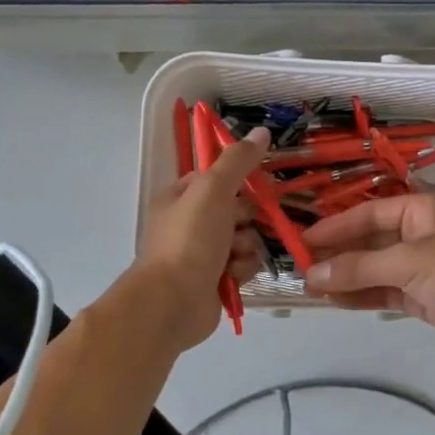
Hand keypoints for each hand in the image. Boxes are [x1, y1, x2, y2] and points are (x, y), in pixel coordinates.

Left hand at [131, 127, 269, 351]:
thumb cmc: (189, 240)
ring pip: (245, 240)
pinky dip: (242, 270)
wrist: (172, 302)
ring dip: (246, 247)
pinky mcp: (215, 281)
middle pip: (237, 211)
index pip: (219, 179)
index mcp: (181, 197)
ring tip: (233, 257)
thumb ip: (238, 161)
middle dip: (246, 220)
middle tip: (238, 227)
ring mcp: (202, 254)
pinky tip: (233, 276)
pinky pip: (243, 266)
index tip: (259, 187)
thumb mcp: (213, 190)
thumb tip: (262, 131)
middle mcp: (190, 224)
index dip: (240, 183)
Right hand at [301, 190, 434, 346]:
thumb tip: (312, 273)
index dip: (335, 226)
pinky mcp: (422, 295)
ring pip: (374, 269)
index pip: (368, 213)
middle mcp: (418, 234)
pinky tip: (334, 300)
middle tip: (301, 266)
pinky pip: (384, 292)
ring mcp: (420, 267)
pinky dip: (361, 296)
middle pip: (369, 241)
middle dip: (338, 254)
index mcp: (419, 209)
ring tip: (310, 287)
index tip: (303, 240)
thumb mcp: (407, 261)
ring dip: (345, 277)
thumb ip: (359, 267)